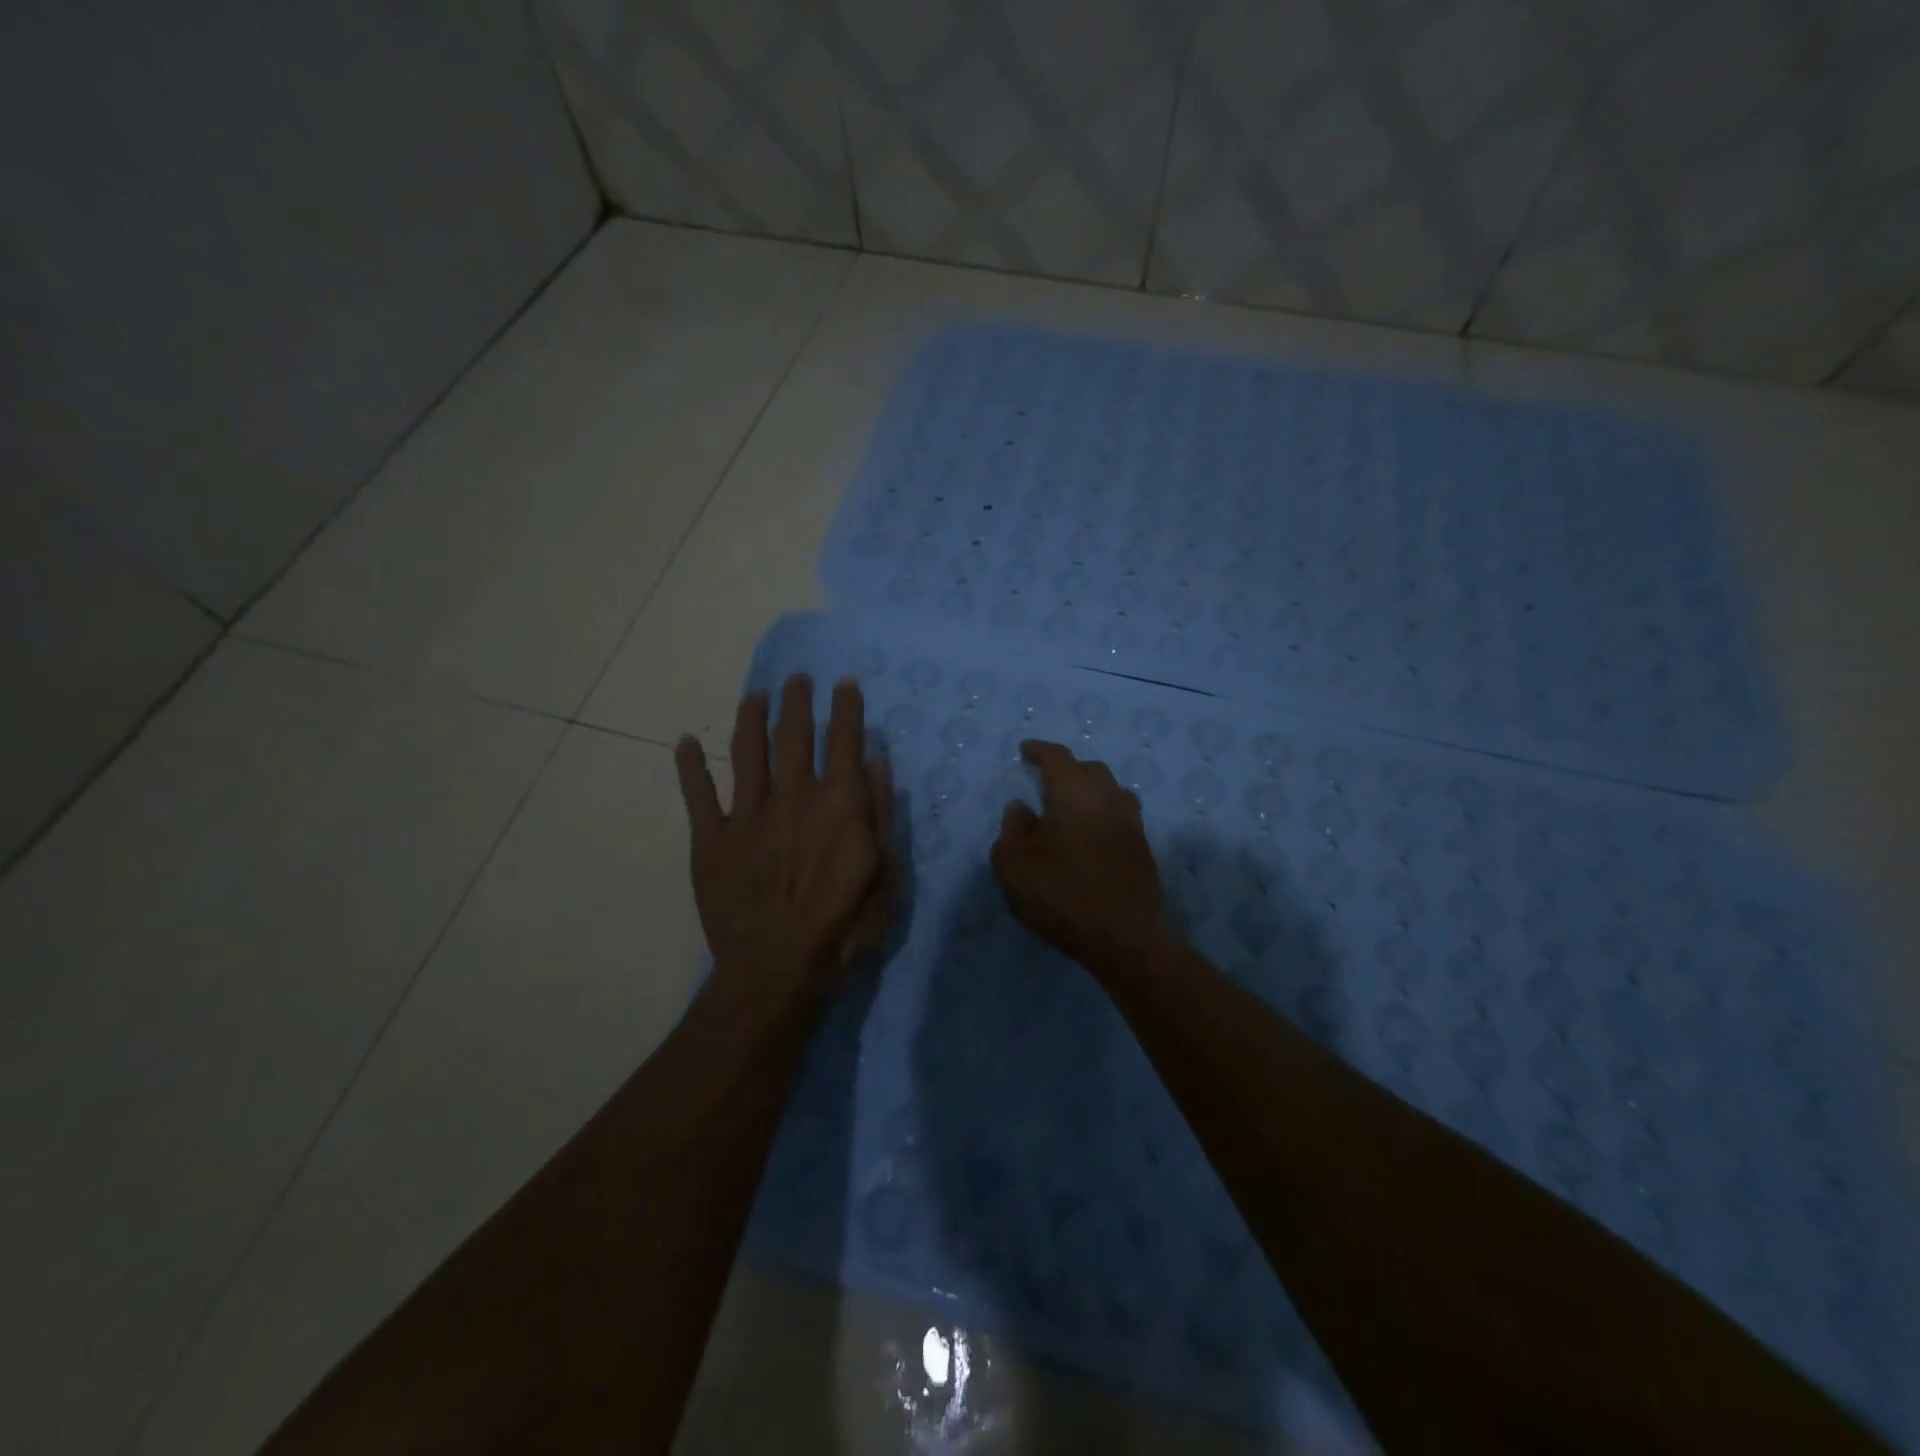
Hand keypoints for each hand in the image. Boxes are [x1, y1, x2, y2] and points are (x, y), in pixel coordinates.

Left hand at [676, 675, 895, 1003]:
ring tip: (755, 695)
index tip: (844, 684)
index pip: (845, 740)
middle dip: (797, 701)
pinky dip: (690, 766)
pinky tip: (686, 742)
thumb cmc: (844, 926)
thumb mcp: (888, 874)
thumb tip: (876, 762)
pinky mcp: (711, 838)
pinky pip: (698, 794)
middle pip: (794, 734)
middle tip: (797, 678)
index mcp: (838, 803)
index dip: (846, 708)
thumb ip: (881, 814)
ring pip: (748, 752)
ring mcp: (747, 814)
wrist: (777, 968)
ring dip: (751, 718)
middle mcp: (792, 795)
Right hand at [991, 740, 1176, 971]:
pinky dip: (1102, 815)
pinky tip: (1090, 834)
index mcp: (1074, 790)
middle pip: (1088, 769)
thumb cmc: (1061, 892)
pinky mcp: (1142, 847)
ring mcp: (1130, 821)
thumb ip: (1012, 829)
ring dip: (1089, 791)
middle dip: (1067, 770)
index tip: (1026, 750)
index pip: (1056, 756)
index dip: (1039, 750)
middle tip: (1046, 781)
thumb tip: (1020, 807)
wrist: (1125, 935)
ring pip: (1110, 791)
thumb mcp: (1014, 863)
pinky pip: (1119, 816)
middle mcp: (1107, 796)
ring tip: (1070, 807)